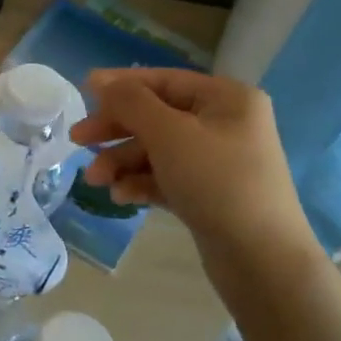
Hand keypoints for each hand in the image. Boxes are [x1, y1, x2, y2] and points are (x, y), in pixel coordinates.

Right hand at [71, 69, 320, 272]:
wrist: (262, 261)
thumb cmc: (217, 183)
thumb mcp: (169, 134)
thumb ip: (131, 103)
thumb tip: (101, 80)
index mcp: (226, 99)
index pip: (164, 80)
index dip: (121, 85)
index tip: (83, 90)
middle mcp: (225, 124)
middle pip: (157, 117)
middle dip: (116, 131)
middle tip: (78, 141)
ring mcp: (218, 161)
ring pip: (158, 151)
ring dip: (123, 162)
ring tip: (95, 182)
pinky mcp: (209, 194)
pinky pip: (167, 178)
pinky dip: (141, 183)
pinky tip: (120, 197)